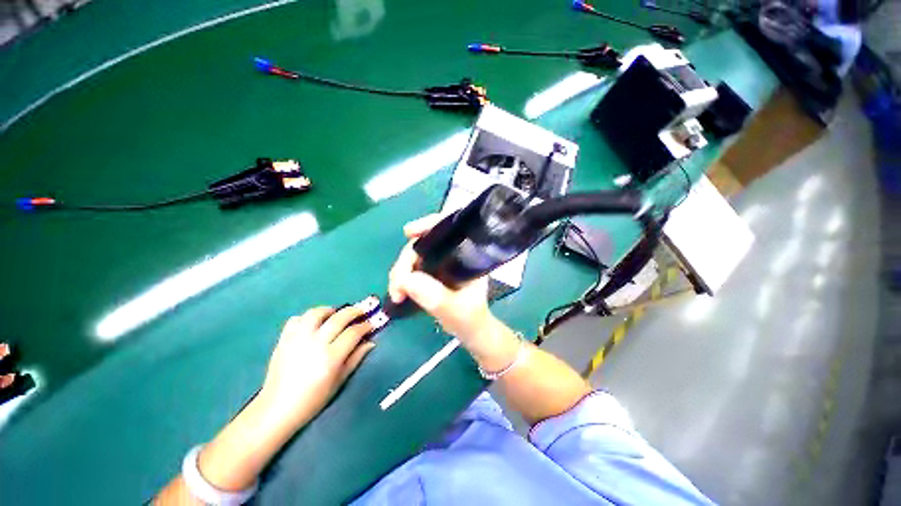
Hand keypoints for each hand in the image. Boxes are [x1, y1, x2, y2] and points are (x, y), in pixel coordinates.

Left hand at [258, 306, 374, 430]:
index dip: (365, 326)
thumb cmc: (313, 399)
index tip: (371, 324)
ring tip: (335, 315)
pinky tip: (313, 324)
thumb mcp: (340, 381)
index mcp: (331, 358)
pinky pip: (296, 319)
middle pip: (339, 318)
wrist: (277, 409)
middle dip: (354, 311)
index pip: (353, 332)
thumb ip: (356, 358)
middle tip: (361, 312)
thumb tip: (371, 342)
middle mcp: (315, 344)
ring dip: (330, 310)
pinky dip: (307, 318)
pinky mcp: (284, 340)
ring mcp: (298, 340)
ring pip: (316, 313)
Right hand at [387, 215, 496, 346]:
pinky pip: (411, 270)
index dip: (428, 224)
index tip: (408, 232)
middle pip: (423, 243)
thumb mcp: (458, 311)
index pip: (448, 227)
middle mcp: (452, 254)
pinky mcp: (430, 274)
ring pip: (414, 257)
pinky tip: (398, 293)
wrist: (471, 331)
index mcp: (466, 255)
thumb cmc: (472, 319)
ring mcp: (439, 263)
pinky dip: (401, 280)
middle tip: (397, 286)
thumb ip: (436, 297)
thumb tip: (406, 280)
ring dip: (400, 273)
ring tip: (397, 294)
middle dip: (405, 261)